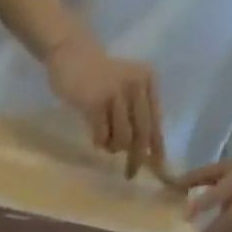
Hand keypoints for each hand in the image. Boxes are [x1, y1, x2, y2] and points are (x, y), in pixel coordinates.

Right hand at [44, 37, 164, 178]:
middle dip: (136, 158)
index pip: (155, 120)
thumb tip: (137, 148)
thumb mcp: (122, 90)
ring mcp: (116, 94)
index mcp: (147, 82)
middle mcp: (136, 86)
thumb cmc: (95, 79)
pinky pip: (101, 137)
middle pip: (141, 133)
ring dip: (112, 147)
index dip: (157, 147)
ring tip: (104, 140)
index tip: (159, 169)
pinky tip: (94, 136)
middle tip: (130, 175)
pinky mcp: (95, 103)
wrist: (72, 56)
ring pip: (121, 138)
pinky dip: (98, 143)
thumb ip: (132, 112)